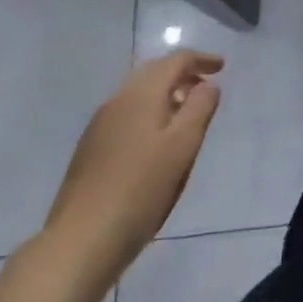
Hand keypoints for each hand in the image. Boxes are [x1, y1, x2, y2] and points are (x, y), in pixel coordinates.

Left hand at [39, 51, 222, 301]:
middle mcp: (117, 100)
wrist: (80, 242)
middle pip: (154, 72)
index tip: (222, 67)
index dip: (202, 59)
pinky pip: (126, 114)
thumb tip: (207, 84)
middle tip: (205, 87)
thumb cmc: (141, 189)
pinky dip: (148, 113)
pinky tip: (155, 140)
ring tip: (184, 114)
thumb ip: (200, 107)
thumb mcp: (183, 146)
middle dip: (182, 74)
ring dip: (165, 94)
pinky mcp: (90, 150)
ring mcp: (99, 125)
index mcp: (141, 94)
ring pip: (138, 94)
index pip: (176, 60)